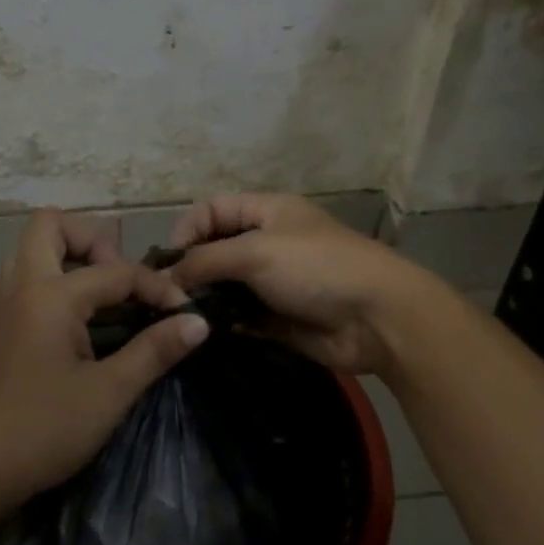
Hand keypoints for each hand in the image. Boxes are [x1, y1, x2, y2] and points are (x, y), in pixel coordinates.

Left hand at [0, 210, 209, 512]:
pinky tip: (81, 322)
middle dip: (93, 240)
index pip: (115, 271)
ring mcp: (5, 306)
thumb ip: (154, 351)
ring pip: (31, 251)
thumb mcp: (108, 393)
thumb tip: (197, 321)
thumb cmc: (43, 430)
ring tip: (104, 296)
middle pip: (49, 226)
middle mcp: (22, 287)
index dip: (156, 287)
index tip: (184, 313)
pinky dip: (55, 281)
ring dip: (69, 257)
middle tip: (122, 280)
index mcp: (51, 296)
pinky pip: (26, 279)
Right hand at [166, 193, 428, 373]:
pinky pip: (241, 317)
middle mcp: (268, 243)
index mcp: (267, 212)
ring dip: (205, 300)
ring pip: (226, 286)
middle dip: (191, 270)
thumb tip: (166, 278)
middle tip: (166, 296)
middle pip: (216, 250)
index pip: (212, 210)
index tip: (168, 262)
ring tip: (181, 318)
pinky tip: (208, 334)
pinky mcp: (279, 318)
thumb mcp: (255, 252)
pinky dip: (225, 324)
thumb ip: (205, 261)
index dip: (187, 230)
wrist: (377, 318)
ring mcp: (274, 282)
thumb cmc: (316, 268)